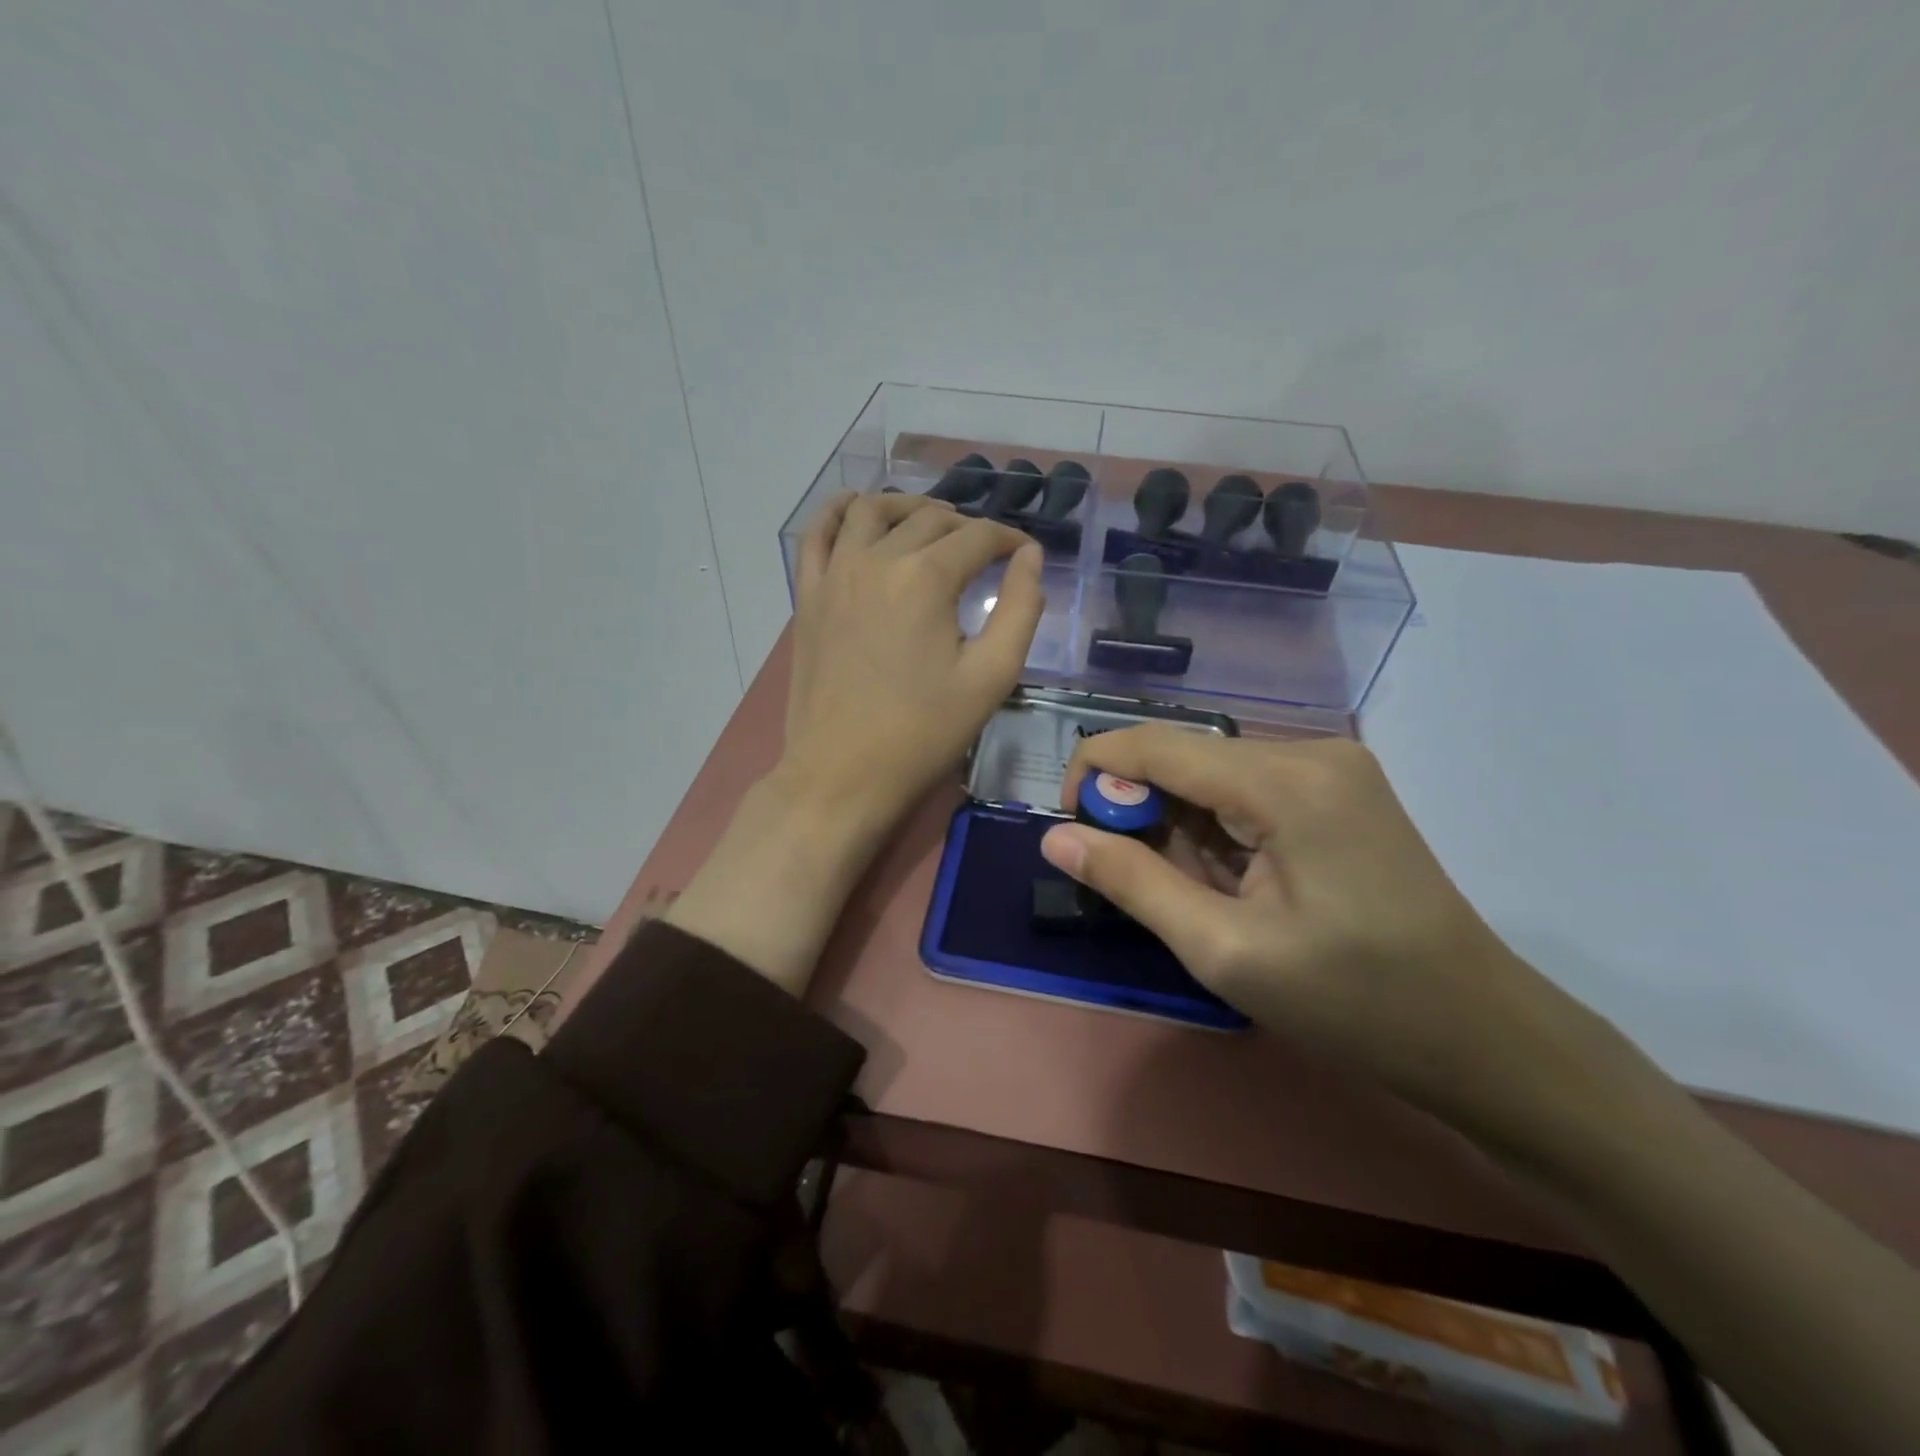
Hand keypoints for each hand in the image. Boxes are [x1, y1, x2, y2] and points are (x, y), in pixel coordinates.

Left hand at [655, 492, 1040, 997]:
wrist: (842, 775)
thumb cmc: (923, 733)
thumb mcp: (991, 678)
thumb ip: (1021, 610)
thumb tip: (1030, 556)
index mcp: (926, 578)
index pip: (977, 537)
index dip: (1008, 538)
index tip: (1024, 552)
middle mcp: (876, 560)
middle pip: (928, 518)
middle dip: (965, 526)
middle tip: (984, 553)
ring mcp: (834, 574)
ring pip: (871, 510)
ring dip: (907, 507)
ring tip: (930, 525)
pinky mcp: (807, 595)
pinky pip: (817, 533)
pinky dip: (838, 512)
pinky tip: (856, 512)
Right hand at [1041, 727, 1621, 1141]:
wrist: (1482, 1035)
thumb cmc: (1352, 1002)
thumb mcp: (1224, 950)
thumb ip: (1132, 882)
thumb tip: (1054, 837)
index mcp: (1284, 781)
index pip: (1153, 744)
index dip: (1094, 774)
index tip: (1071, 832)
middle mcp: (1309, 751)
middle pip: (1184, 756)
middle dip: (1141, 809)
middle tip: (1139, 884)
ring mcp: (1332, 766)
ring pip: (1213, 773)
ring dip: (1181, 824)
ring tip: (1197, 895)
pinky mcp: (1341, 788)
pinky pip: (1248, 788)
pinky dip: (1218, 826)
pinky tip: (1232, 880)